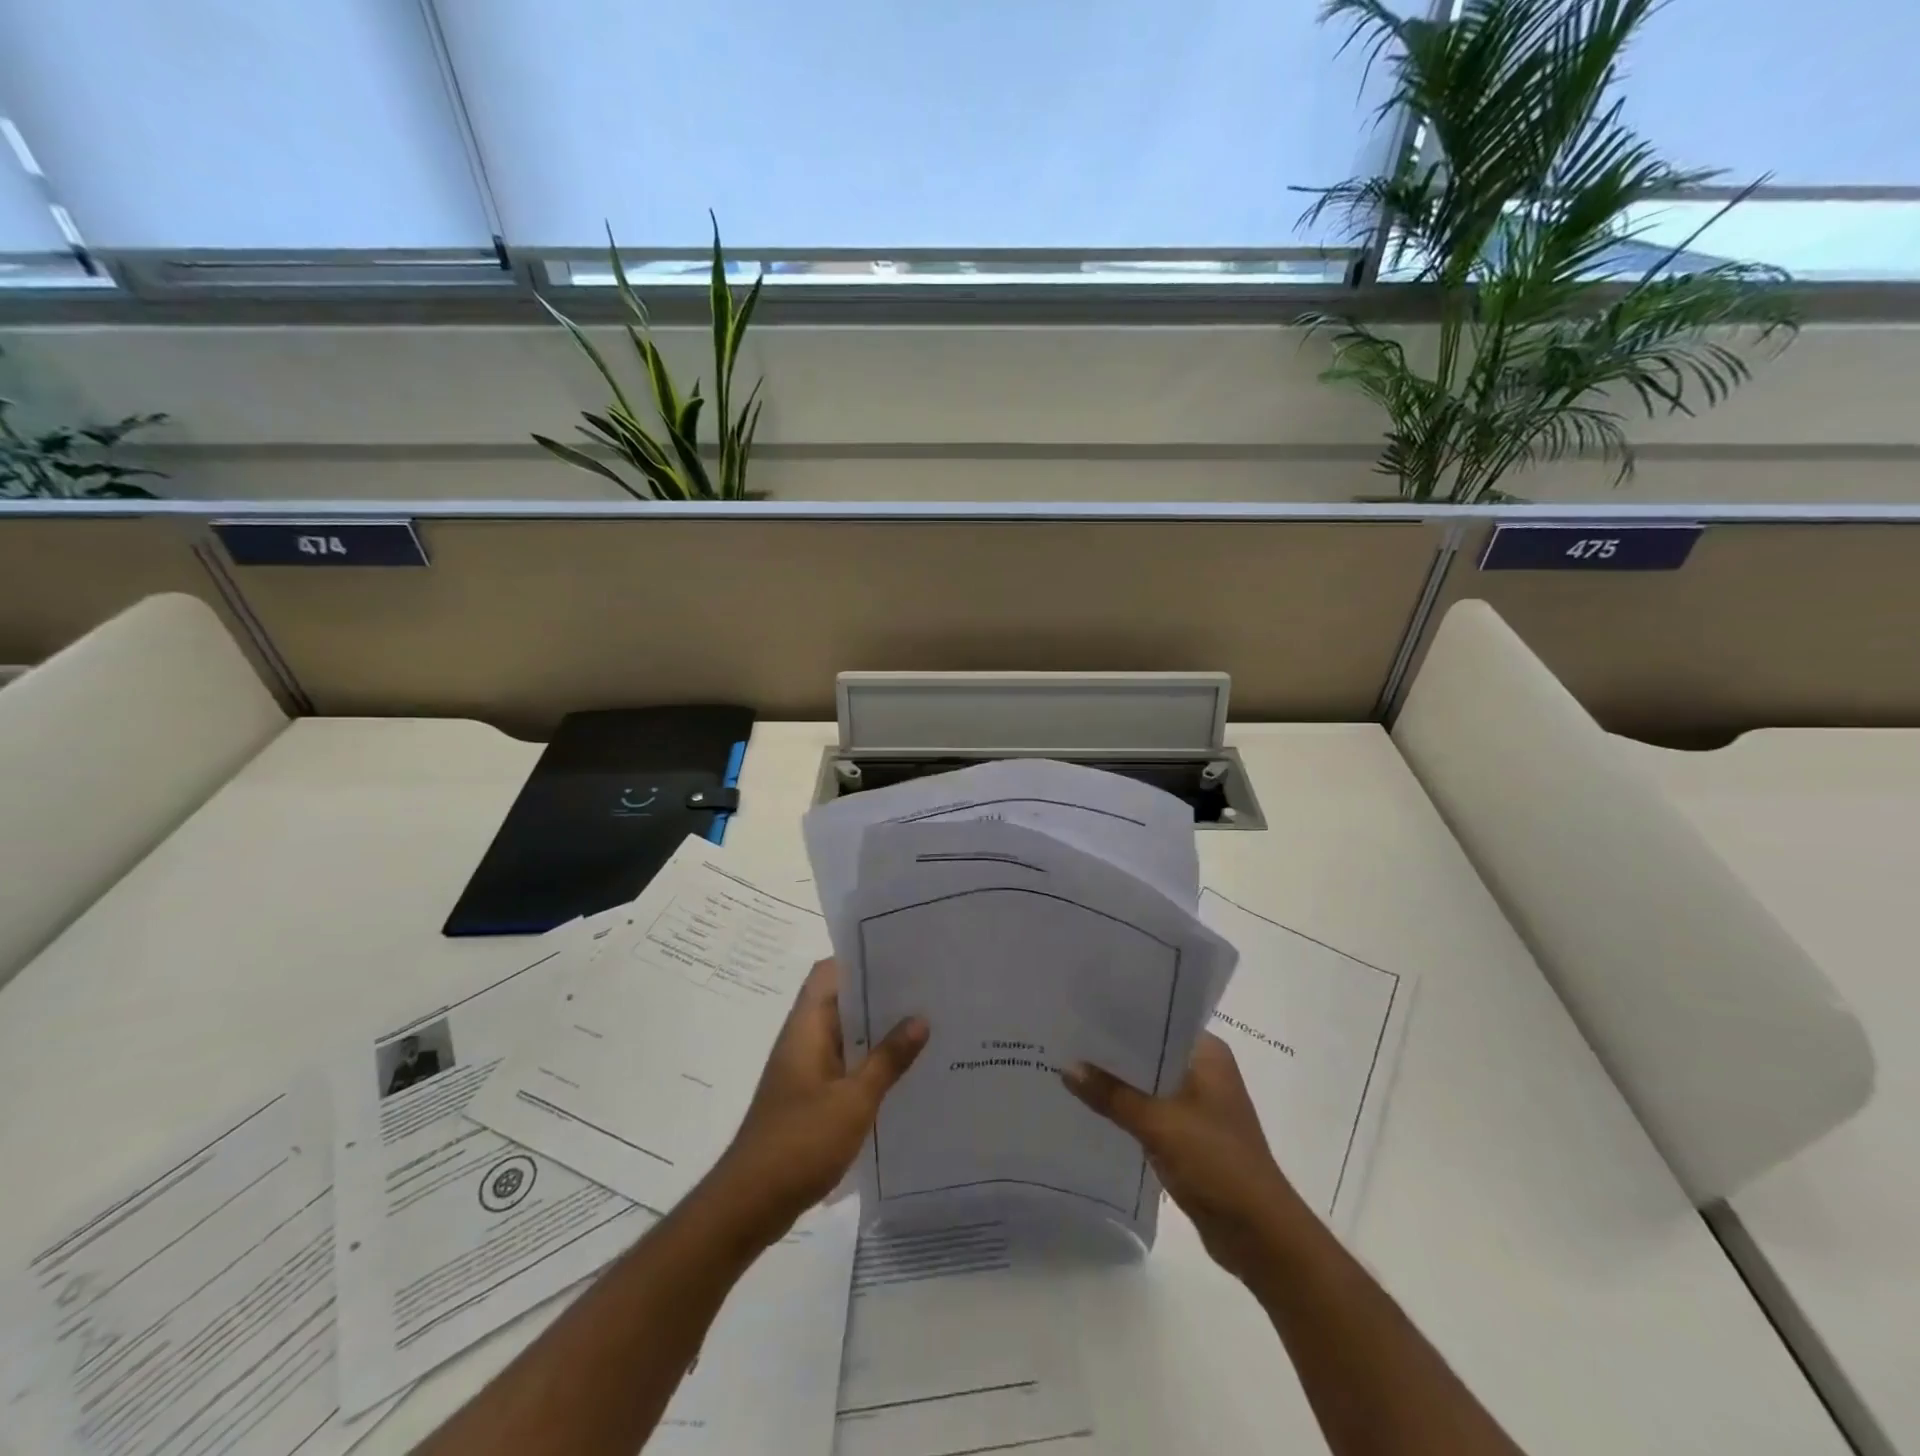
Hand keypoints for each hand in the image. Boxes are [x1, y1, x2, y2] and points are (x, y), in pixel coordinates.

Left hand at [707, 958, 926, 1244]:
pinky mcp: (810, 1097)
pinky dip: (870, 1062)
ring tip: (926, 1026)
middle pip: (841, 1001)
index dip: (860, 958)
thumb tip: (920, 1018)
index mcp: (807, 1027)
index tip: (901, 955)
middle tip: (927, 990)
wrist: (750, 1204)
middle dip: (880, 995)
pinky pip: (845, 1065)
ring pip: (846, 1035)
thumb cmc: (800, 1143)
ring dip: (878, 1031)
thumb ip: (888, 1059)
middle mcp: (804, 1039)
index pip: (829, 972)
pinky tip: (904, 1073)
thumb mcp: (854, 1101)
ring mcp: (805, 1069)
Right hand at [1063, 1034, 1304, 1280]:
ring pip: (1148, 1082)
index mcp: (1208, 1053)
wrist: (1259, 1234)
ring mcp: (1198, 1104)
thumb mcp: (1158, 1123)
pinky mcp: (1190, 1135)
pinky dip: (1127, 1108)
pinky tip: (1092, 1105)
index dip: (1121, 1014)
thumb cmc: (1217, 1162)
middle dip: (1113, 1049)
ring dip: (1118, 1081)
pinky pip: (1150, 1110)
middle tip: (1067, 1035)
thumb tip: (1066, 1067)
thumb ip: (1112, 1094)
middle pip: (1150, 1051)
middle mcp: (1205, 1070)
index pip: (1159, 1019)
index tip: (1081, 1008)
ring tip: (1070, 1065)